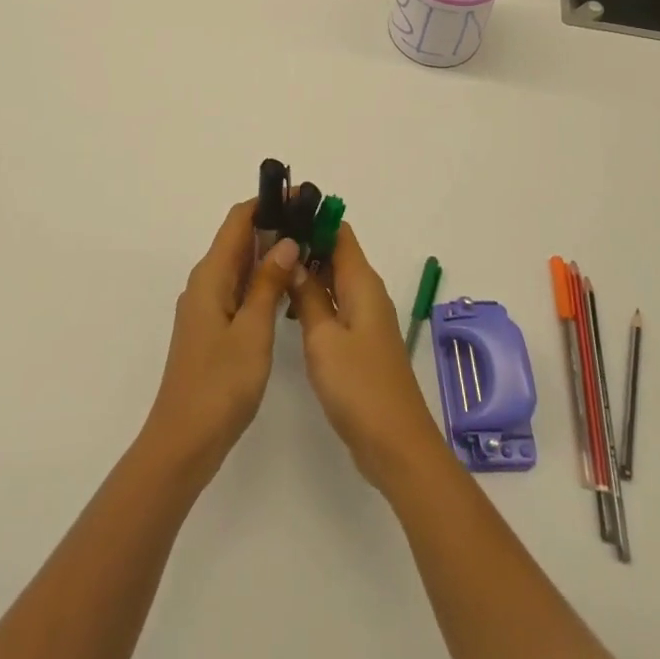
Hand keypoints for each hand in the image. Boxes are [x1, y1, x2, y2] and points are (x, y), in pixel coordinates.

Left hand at [142, 199, 298, 477]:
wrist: (183, 443)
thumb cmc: (219, 384)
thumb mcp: (252, 331)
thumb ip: (268, 283)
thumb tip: (285, 240)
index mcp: (211, 276)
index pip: (238, 220)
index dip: (267, 203)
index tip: (301, 198)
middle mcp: (205, 283)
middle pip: (239, 240)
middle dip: (273, 226)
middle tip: (314, 224)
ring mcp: (207, 307)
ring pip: (241, 266)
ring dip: (270, 254)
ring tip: (309, 249)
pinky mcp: (213, 328)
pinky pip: (239, 290)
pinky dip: (262, 281)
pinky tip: (287, 289)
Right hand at [288, 223, 442, 488]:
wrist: (396, 445)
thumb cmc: (358, 386)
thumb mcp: (323, 338)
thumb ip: (307, 296)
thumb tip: (293, 257)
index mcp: (362, 283)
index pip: (339, 232)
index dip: (312, 217)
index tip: (279, 213)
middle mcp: (367, 293)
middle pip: (336, 253)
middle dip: (305, 243)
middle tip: (263, 241)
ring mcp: (366, 319)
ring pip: (335, 280)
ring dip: (307, 272)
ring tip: (269, 268)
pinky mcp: (361, 342)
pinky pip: (337, 305)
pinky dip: (315, 298)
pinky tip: (289, 306)